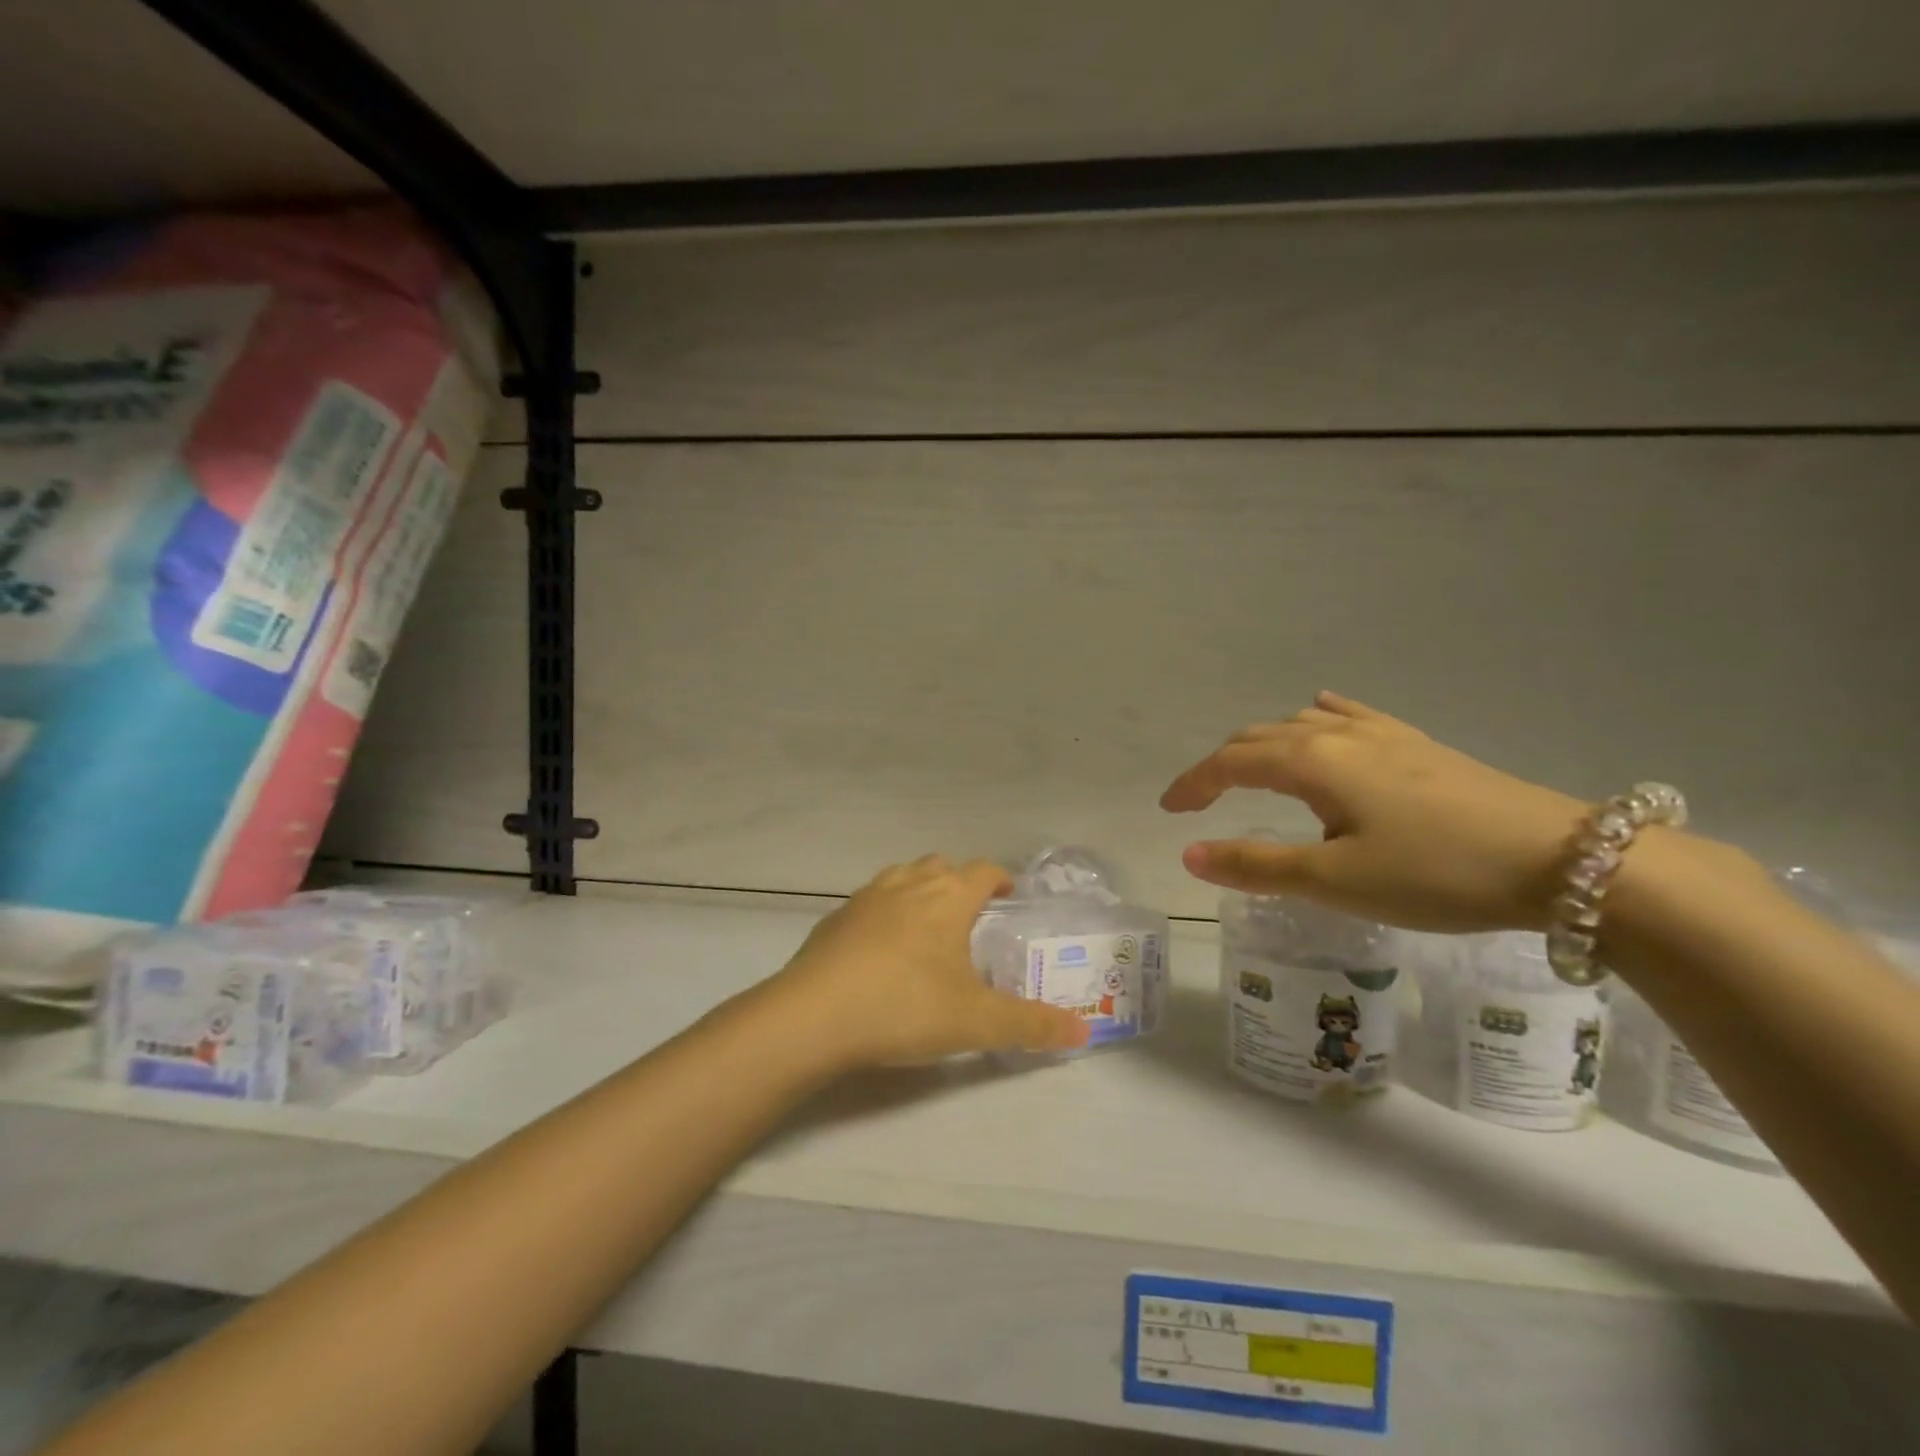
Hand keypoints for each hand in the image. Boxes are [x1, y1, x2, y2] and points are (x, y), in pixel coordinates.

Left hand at [766, 856, 1090, 1069]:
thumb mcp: (977, 1022)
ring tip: (926, 931)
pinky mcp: (833, 919)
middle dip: (958, 883)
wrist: (813, 1016)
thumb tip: (1084, 1033)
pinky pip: (869, 903)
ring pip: (902, 877)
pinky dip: (883, 915)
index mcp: (948, 897)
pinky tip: (879, 954)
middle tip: (970, 920)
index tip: (1008, 898)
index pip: (984, 870)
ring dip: (919, 892)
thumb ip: (1032, 1025)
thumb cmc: (905, 1007)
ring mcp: (866, 897)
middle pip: (941, 866)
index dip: (1000, 879)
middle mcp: (908, 883)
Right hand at [1160, 692, 1589, 931]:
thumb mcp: (1336, 880)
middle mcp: (1339, 735)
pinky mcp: (1420, 744)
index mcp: (1312, 762)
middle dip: (1220, 766)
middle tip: (1200, 799)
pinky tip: (1326, 716)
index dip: (1193, 783)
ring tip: (1253, 774)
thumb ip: (1256, 866)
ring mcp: (1384, 735)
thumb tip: (1188, 855)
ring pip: (1302, 725)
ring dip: (1264, 746)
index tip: (1169, 810)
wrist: (1564, 860)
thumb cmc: (1436, 873)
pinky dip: (1318, 720)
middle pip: (1259, 737)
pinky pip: (1351, 718)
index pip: (1230, 763)